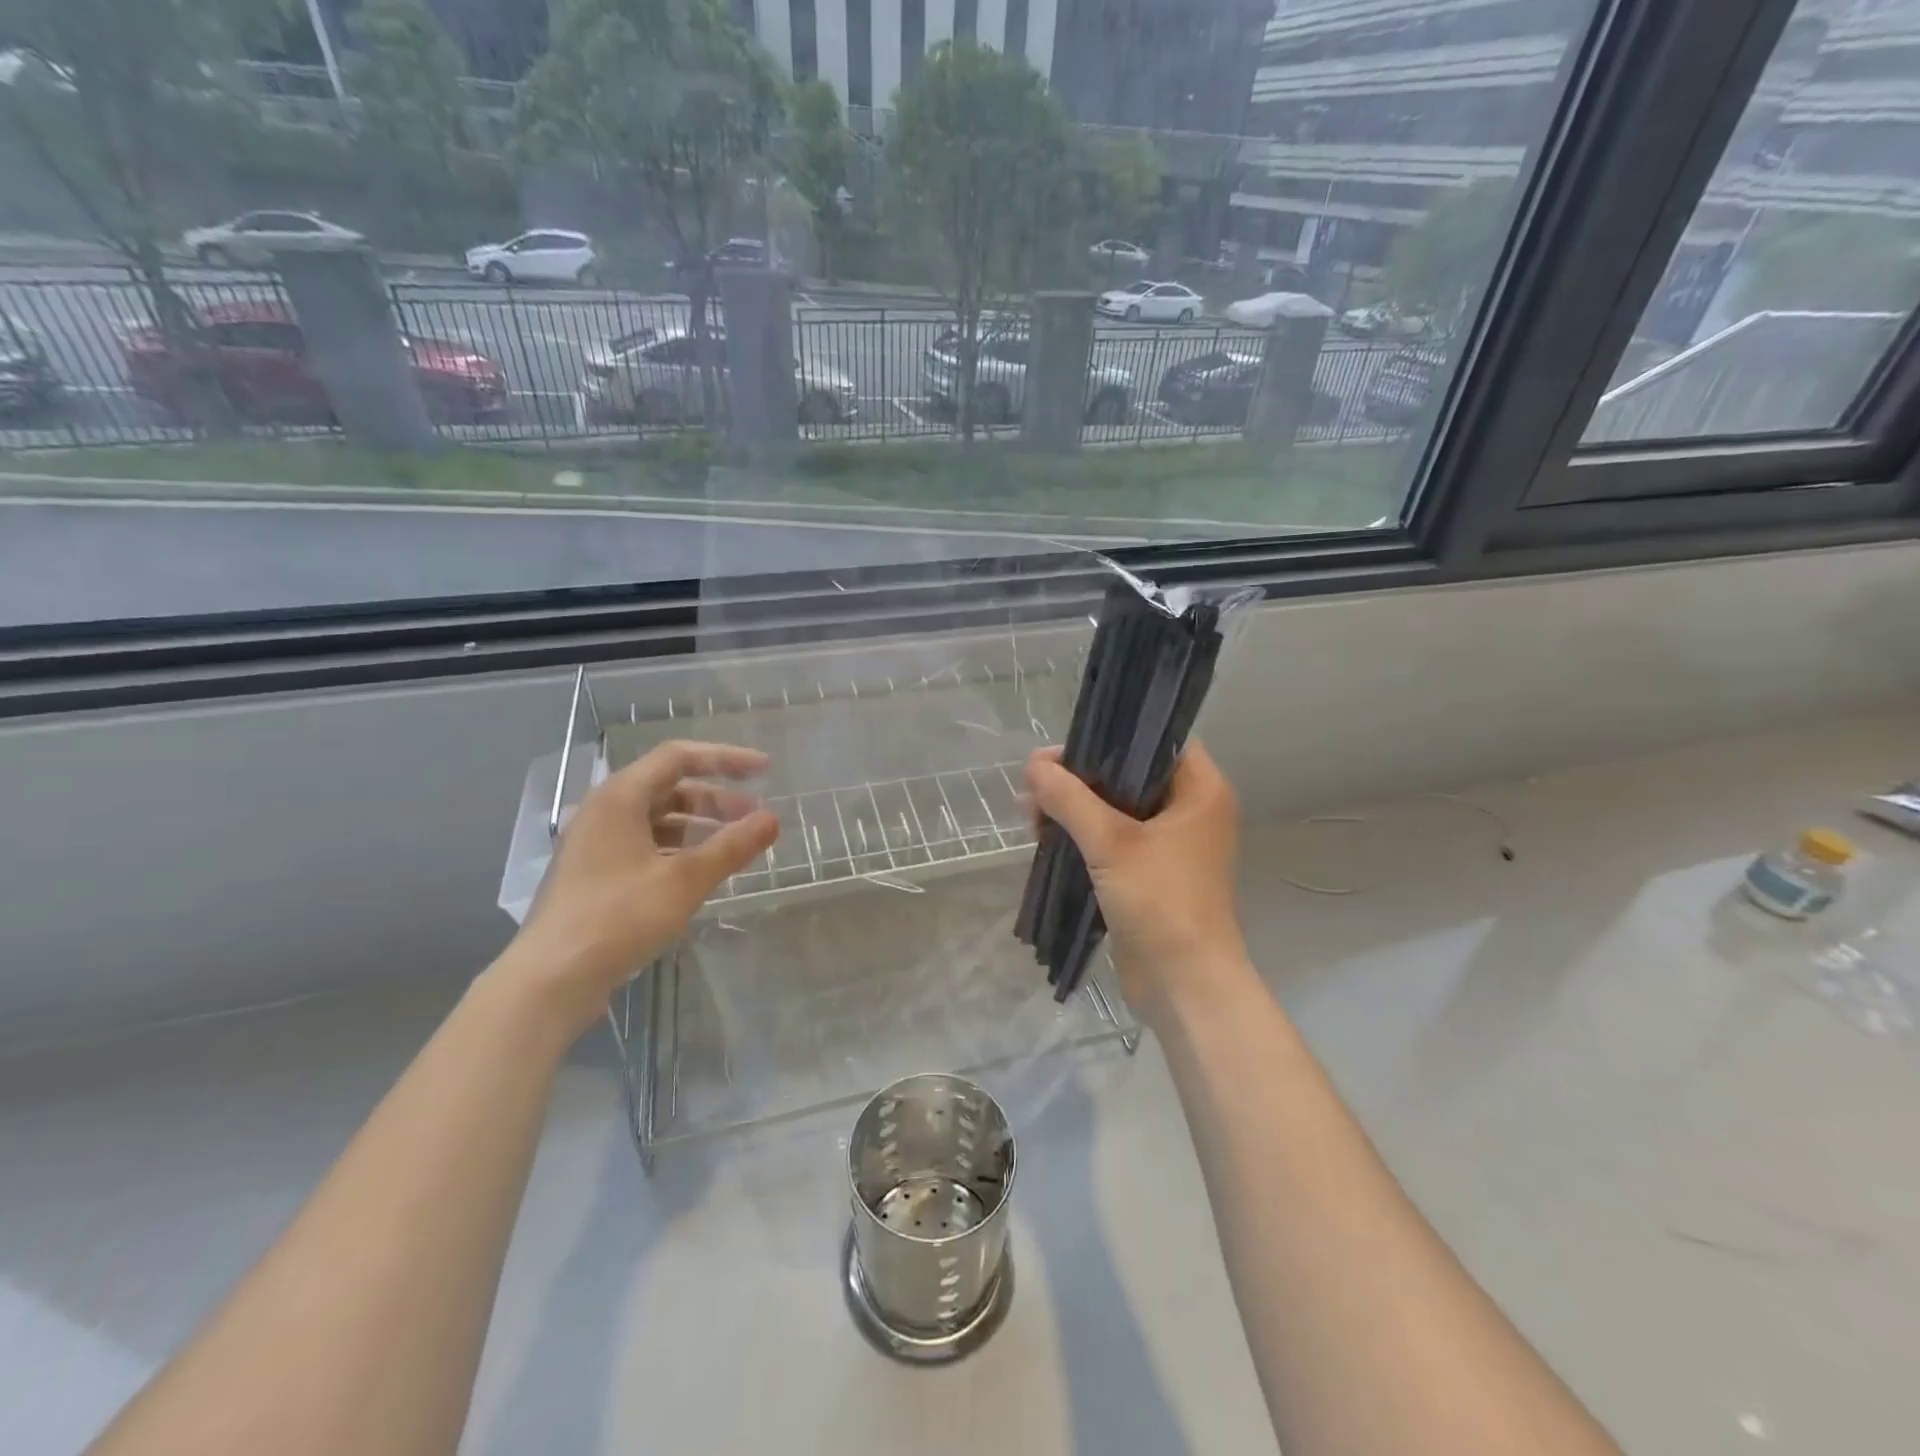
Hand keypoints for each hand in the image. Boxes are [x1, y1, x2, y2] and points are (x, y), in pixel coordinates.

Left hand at [500, 740, 778, 1036]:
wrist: (550, 980)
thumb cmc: (618, 918)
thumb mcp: (684, 880)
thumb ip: (731, 846)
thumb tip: (771, 819)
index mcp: (620, 798)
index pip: (679, 757)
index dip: (725, 758)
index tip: (764, 769)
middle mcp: (604, 812)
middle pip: (669, 788)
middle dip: (717, 799)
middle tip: (755, 818)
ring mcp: (596, 845)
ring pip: (658, 820)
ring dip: (700, 826)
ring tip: (735, 846)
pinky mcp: (595, 875)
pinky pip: (646, 846)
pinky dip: (679, 850)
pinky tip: (702, 872)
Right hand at [1024, 740, 1251, 1021]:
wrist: (1183, 984)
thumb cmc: (1160, 901)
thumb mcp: (1110, 842)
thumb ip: (1069, 798)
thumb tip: (1033, 766)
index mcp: (1200, 790)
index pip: (1157, 739)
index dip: (1111, 735)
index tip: (1065, 746)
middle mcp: (1189, 810)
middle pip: (1129, 773)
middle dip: (1079, 777)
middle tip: (1034, 782)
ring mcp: (1169, 843)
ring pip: (1115, 807)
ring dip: (1074, 808)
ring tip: (1030, 814)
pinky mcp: (1149, 872)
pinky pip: (1112, 839)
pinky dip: (1082, 835)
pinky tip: (1044, 837)